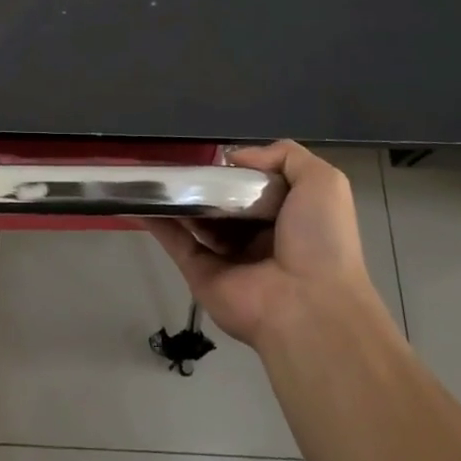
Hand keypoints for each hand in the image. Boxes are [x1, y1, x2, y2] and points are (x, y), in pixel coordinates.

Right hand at [150, 141, 377, 350]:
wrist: (309, 304)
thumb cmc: (320, 240)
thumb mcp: (322, 182)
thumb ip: (285, 155)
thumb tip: (233, 156)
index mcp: (286, 217)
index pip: (254, 187)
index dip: (235, 171)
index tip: (213, 156)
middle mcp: (256, 237)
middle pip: (220, 203)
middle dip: (201, 183)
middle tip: (177, 161)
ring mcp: (226, 257)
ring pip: (194, 220)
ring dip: (175, 198)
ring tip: (151, 172)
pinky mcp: (200, 274)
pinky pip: (176, 243)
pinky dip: (156, 222)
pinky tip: (138, 199)